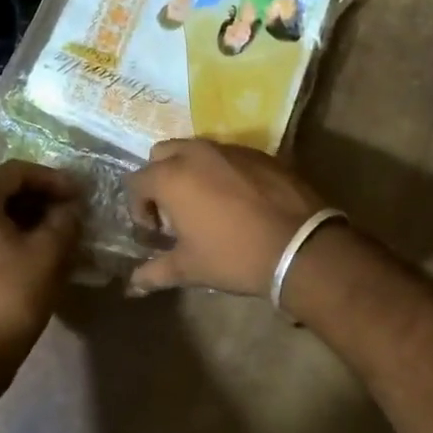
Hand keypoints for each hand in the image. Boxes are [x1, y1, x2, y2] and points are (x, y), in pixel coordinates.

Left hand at [0, 161, 83, 377]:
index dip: (52, 178)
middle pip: (3, 191)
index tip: (78, 195)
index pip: (16, 171)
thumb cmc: (12, 296)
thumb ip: (65, 219)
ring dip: (29, 218)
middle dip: (41, 198)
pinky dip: (12, 236)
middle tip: (71, 213)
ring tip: (59, 234)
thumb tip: (70, 207)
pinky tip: (36, 255)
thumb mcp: (50, 252)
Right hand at [125, 139, 328, 296]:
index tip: (155, 231)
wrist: (300, 246)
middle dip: (160, 178)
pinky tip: (238, 200)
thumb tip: (133, 284)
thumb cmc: (234, 256)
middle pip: (162, 154)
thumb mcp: (190, 268)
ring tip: (206, 204)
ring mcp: (230, 149)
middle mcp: (196, 153)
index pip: (137, 181)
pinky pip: (228, 156)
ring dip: (191, 172)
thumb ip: (155, 272)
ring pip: (196, 150)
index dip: (139, 207)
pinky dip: (222, 171)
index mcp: (172, 176)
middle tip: (174, 211)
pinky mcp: (260, 153)